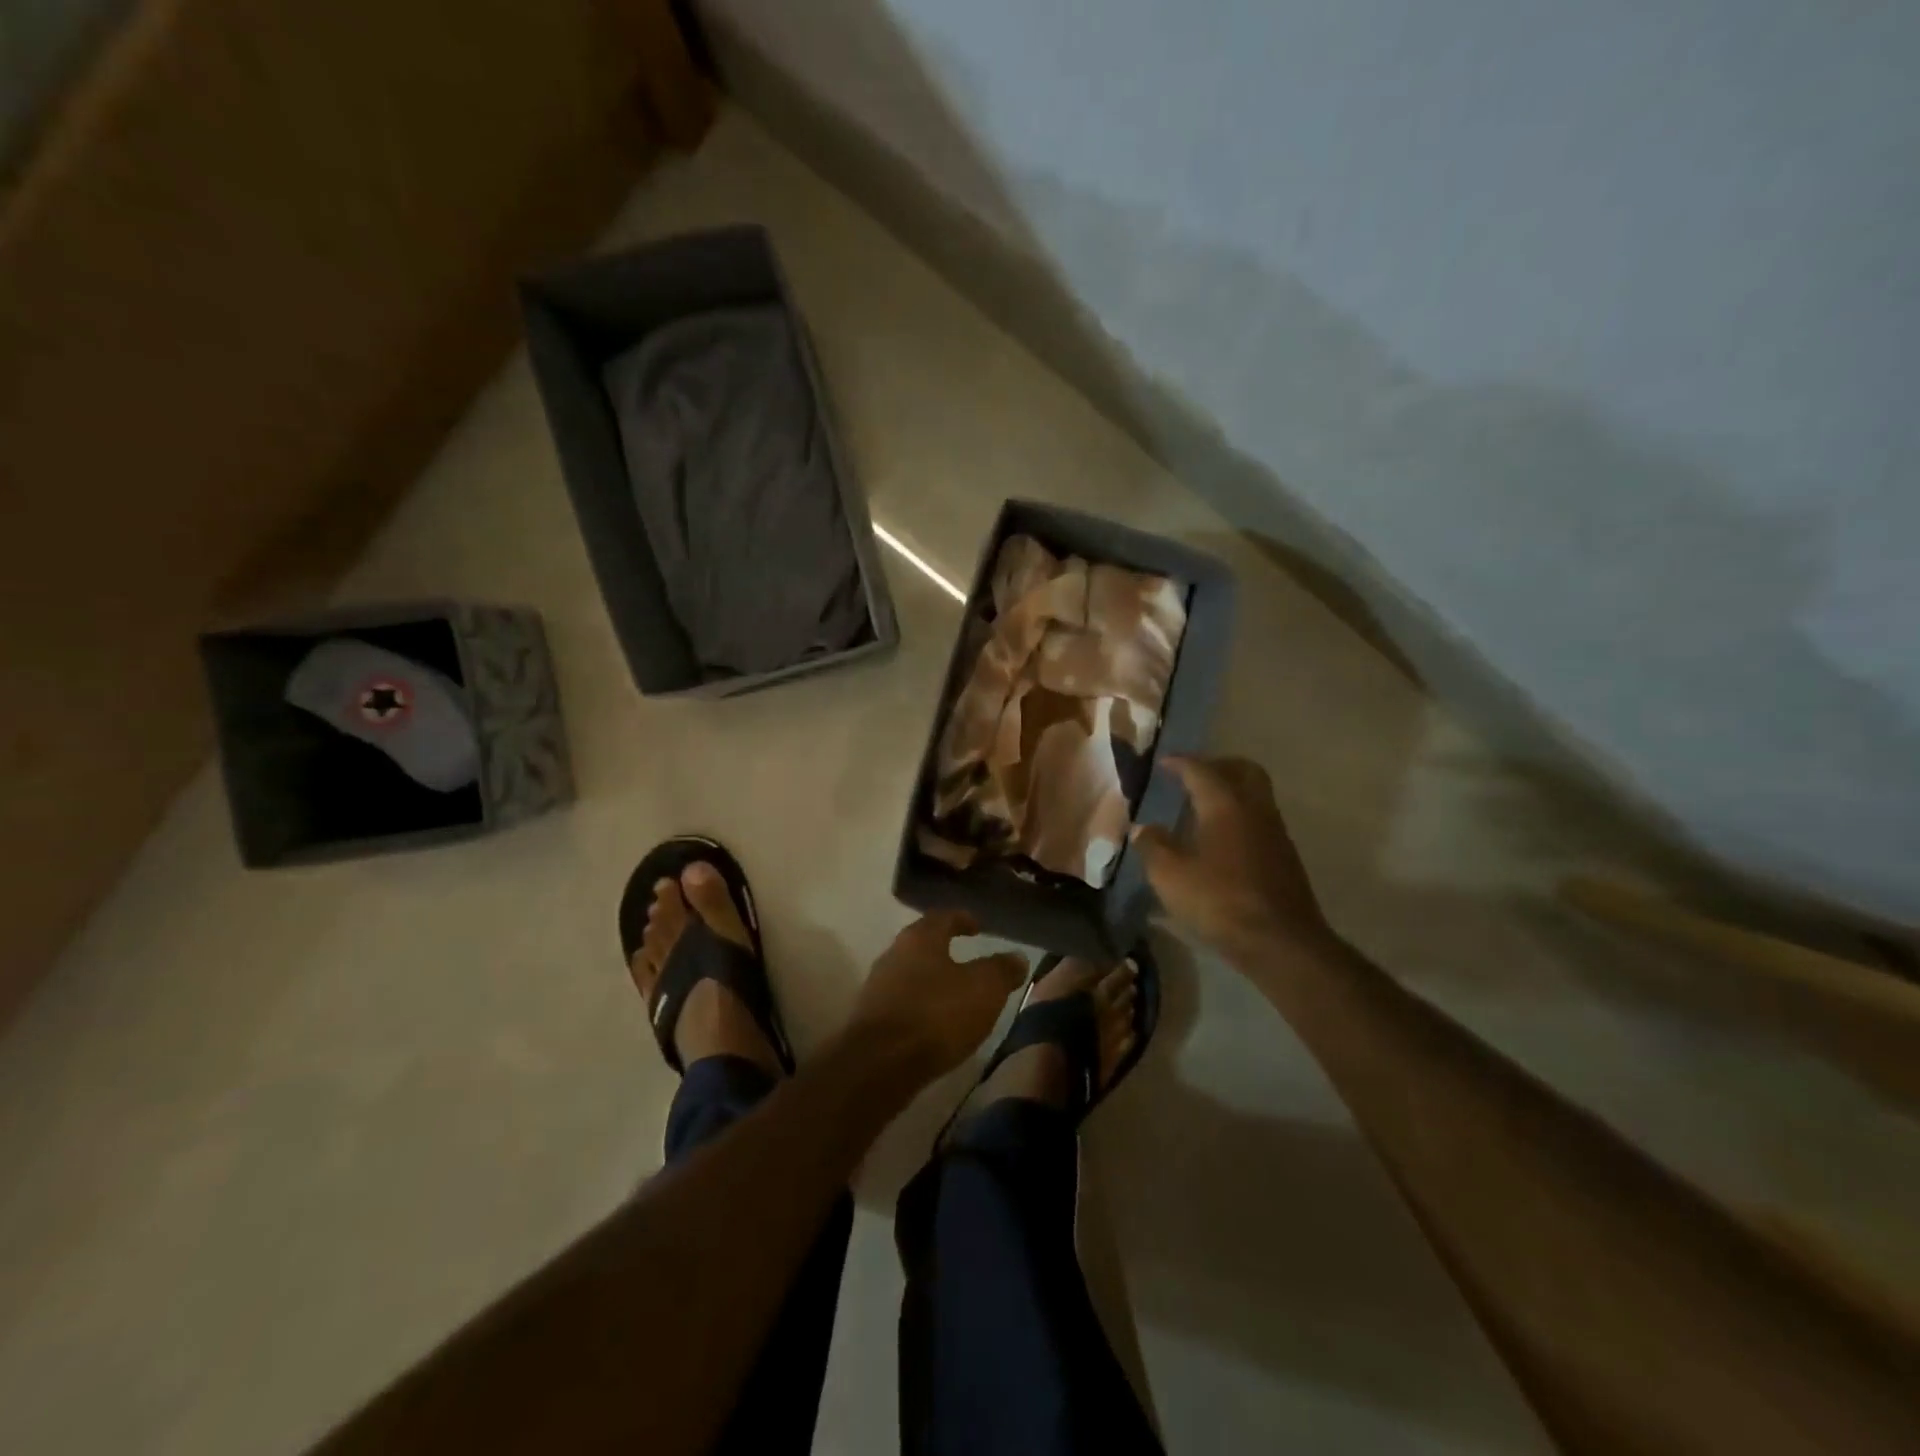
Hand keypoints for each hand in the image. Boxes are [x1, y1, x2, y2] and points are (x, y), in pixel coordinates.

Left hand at [850, 911, 1026, 1081]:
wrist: (879, 1064)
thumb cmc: (937, 1015)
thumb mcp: (984, 990)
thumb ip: (1002, 970)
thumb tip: (1017, 957)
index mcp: (920, 938)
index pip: (943, 917)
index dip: (962, 919)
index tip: (977, 926)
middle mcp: (894, 954)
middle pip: (922, 944)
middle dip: (944, 949)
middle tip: (967, 959)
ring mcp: (877, 986)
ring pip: (910, 973)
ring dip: (931, 980)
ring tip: (954, 994)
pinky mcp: (869, 1018)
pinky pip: (902, 1002)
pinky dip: (920, 1005)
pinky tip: (933, 1023)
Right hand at [1132, 755, 1332, 960]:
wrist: (1281, 942)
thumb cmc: (1220, 901)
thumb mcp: (1170, 875)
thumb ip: (1153, 846)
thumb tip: (1143, 828)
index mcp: (1225, 805)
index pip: (1201, 770)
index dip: (1180, 763)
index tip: (1163, 762)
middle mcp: (1255, 809)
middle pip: (1243, 770)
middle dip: (1218, 766)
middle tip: (1193, 775)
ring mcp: (1275, 833)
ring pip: (1256, 795)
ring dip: (1231, 792)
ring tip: (1202, 808)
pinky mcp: (1284, 857)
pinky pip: (1260, 820)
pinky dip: (1240, 817)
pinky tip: (1220, 841)